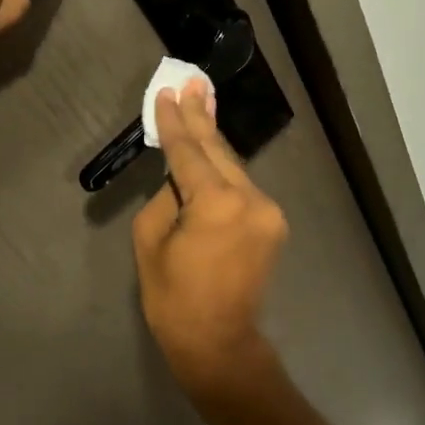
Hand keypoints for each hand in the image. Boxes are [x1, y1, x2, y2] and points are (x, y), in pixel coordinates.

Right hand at [132, 80, 288, 396]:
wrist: (219, 342)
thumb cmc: (173, 298)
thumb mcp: (151, 242)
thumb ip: (166, 197)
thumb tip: (180, 179)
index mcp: (215, 203)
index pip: (188, 152)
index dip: (175, 122)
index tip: (167, 92)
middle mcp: (250, 199)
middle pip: (218, 150)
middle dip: (202, 117)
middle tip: (192, 82)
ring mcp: (267, 211)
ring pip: (233, 168)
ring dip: (213, 142)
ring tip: (201, 103)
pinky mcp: (273, 223)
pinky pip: (241, 188)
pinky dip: (223, 171)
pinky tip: (211, 152)